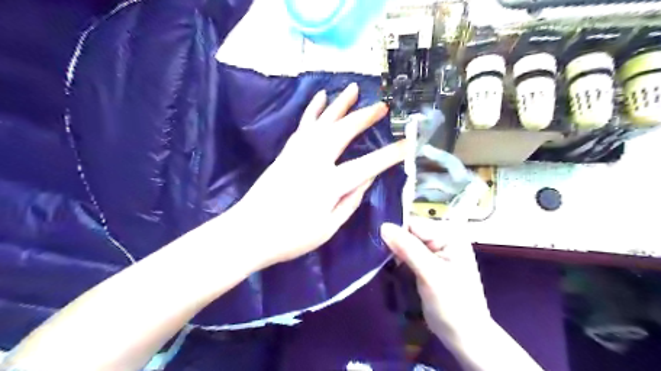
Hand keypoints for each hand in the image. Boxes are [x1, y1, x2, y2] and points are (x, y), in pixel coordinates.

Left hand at [232, 83, 408, 268]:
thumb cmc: (290, 237)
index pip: (367, 165)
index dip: (390, 154)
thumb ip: (350, 201)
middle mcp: (314, 161)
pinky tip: (320, 99)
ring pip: (322, 122)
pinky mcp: (286, 152)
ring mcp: (297, 153)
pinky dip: (313, 110)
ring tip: (352, 89)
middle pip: (343, 132)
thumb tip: (367, 179)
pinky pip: (303, 126)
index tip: (408, 143)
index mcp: (329, 184)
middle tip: (382, 105)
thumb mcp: (328, 227)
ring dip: (339, 105)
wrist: (248, 233)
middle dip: (364, 117)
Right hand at [380, 217, 492, 338]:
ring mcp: (435, 251)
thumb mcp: (430, 274)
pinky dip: (398, 261)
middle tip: (383, 259)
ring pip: (406, 243)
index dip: (397, 233)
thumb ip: (408, 248)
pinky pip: (407, 254)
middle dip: (395, 243)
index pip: (414, 224)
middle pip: (409, 232)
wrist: (463, 336)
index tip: (380, 247)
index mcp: (450, 235)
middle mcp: (443, 238)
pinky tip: (392, 269)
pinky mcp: (427, 264)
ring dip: (394, 253)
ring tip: (385, 265)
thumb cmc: (452, 305)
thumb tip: (383, 226)